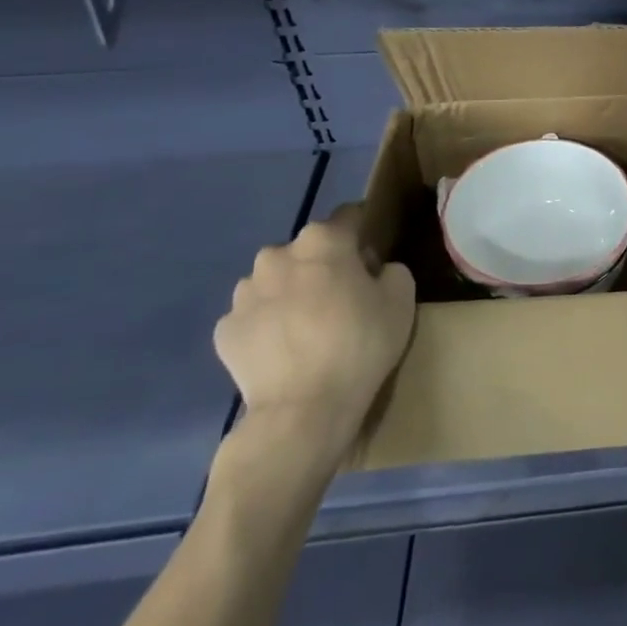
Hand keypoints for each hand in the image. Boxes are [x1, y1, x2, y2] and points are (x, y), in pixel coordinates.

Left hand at [214, 204, 416, 469]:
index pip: (350, 216)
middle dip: (324, 265)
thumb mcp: (402, 298)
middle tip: (343, 297)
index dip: (364, 233)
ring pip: (276, 281)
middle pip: (309, 249)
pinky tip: (285, 349)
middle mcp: (278, 255)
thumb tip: (372, 272)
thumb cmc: (360, 344)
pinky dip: (268, 324)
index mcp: (323, 240)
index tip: (373, 257)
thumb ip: (390, 270)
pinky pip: (254, 316)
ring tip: (309, 327)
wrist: (303, 409)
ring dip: (291, 292)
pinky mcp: (224, 330)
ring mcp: (244, 293)